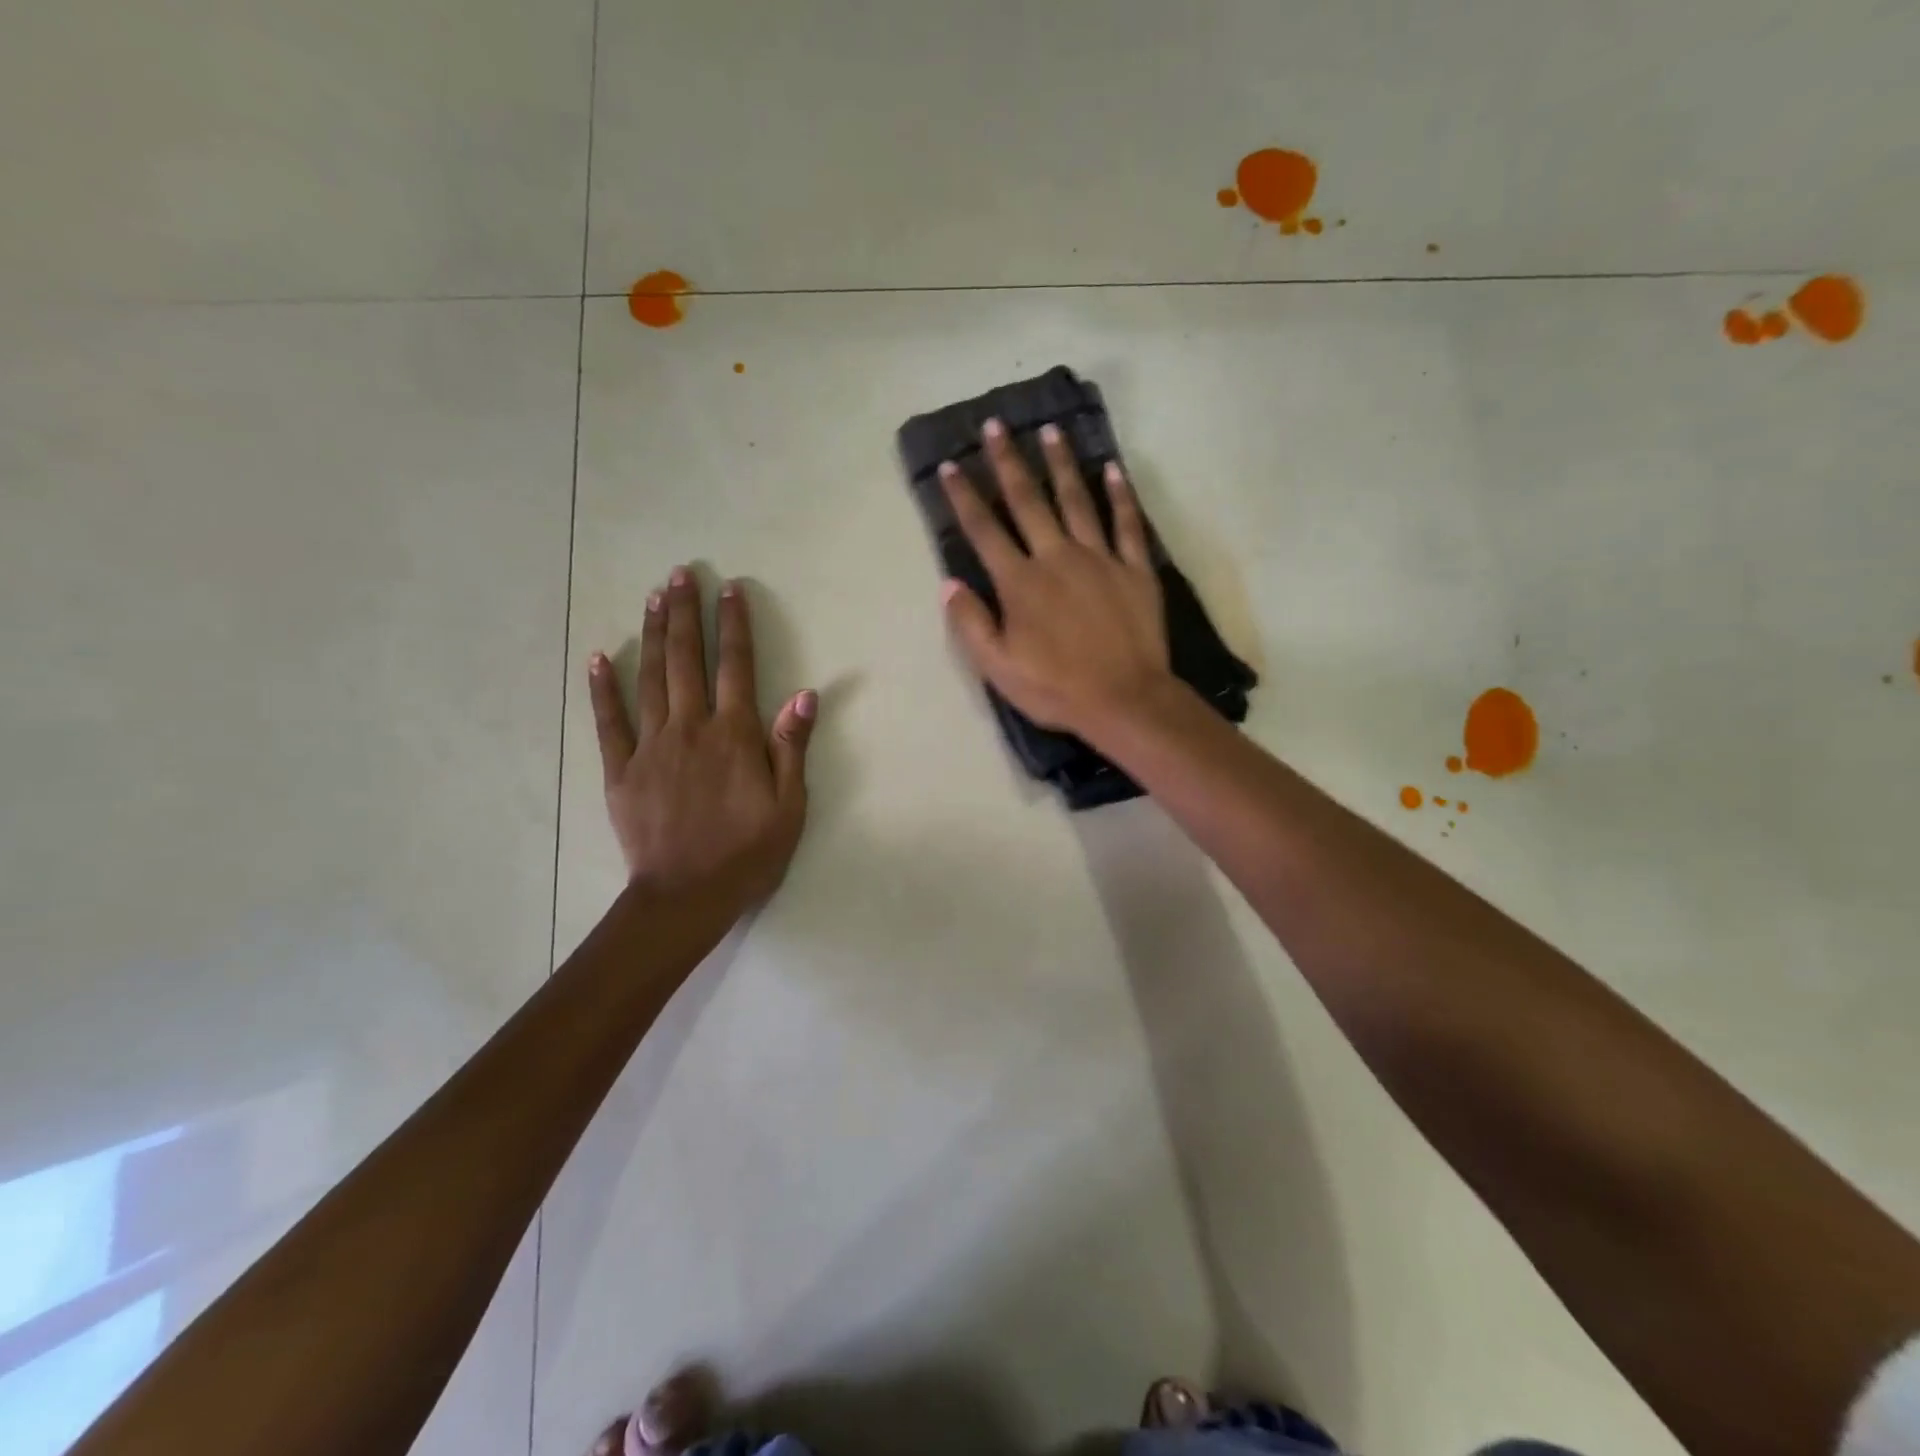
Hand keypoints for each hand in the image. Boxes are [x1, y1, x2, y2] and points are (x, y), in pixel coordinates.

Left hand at [588, 567, 815, 904]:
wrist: (686, 897)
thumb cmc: (747, 854)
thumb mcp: (789, 807)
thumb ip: (791, 747)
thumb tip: (805, 694)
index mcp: (734, 736)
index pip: (736, 666)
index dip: (734, 625)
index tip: (730, 589)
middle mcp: (691, 729)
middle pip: (687, 660)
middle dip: (686, 614)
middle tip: (680, 575)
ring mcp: (651, 747)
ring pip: (650, 679)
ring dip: (653, 635)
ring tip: (653, 598)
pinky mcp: (620, 770)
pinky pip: (608, 721)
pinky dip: (602, 688)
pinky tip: (599, 657)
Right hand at [940, 418, 1171, 737]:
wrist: (1125, 700)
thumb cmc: (1056, 688)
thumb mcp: (999, 668)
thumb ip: (971, 624)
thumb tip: (948, 584)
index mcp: (1020, 583)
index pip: (985, 530)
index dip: (964, 497)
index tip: (952, 465)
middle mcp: (1057, 557)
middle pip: (1028, 501)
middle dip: (1008, 462)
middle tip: (996, 425)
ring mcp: (1100, 558)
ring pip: (1077, 500)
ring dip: (1061, 464)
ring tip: (1050, 431)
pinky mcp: (1135, 569)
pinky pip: (1127, 523)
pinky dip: (1121, 495)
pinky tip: (1113, 468)